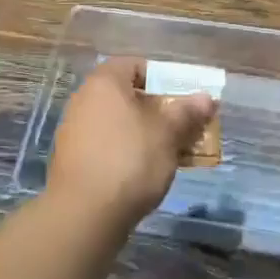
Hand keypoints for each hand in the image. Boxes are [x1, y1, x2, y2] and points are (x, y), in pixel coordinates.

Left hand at [47, 57, 215, 226]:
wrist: (84, 213)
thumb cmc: (131, 160)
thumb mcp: (168, 134)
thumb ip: (187, 112)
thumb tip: (206, 98)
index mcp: (104, 83)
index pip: (134, 65)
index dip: (161, 77)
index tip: (182, 97)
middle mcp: (83, 100)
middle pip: (126, 95)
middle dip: (157, 109)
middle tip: (183, 126)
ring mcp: (74, 131)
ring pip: (118, 123)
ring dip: (144, 133)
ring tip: (170, 152)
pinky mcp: (73, 160)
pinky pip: (106, 146)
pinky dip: (126, 152)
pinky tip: (145, 173)